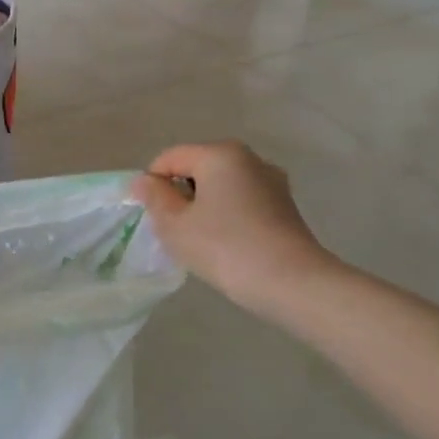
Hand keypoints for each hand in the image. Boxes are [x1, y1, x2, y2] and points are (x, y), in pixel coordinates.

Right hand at [132, 141, 336, 309]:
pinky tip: (226, 244)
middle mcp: (250, 159)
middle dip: (179, 194)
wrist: (292, 284)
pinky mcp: (285, 207)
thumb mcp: (174, 224)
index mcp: (220, 154)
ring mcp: (272, 182)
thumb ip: (154, 197)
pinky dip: (227, 216)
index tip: (150, 216)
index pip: (169, 158)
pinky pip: (242, 201)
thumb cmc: (224, 247)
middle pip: (197, 168)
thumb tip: (145, 181)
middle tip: (174, 229)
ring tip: (200, 239)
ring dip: (203, 206)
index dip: (152, 184)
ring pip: (221, 186)